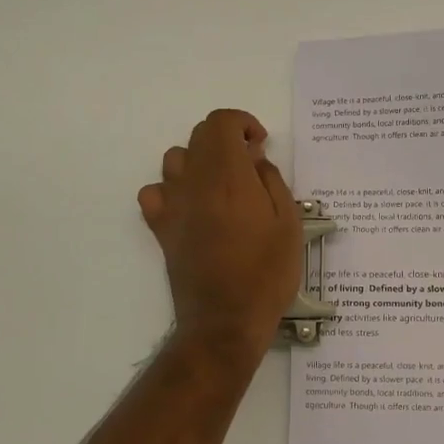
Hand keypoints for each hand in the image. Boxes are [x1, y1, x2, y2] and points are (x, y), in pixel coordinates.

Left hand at [139, 109, 303, 359]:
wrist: (226, 320)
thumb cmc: (266, 272)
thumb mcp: (288, 223)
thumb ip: (271, 181)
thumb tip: (254, 159)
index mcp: (228, 177)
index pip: (220, 123)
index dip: (242, 123)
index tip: (260, 145)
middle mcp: (193, 183)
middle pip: (199, 136)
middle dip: (226, 139)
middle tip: (250, 166)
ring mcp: (172, 205)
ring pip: (175, 159)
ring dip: (200, 160)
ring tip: (223, 185)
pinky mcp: (161, 228)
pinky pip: (155, 192)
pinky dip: (172, 189)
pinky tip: (192, 206)